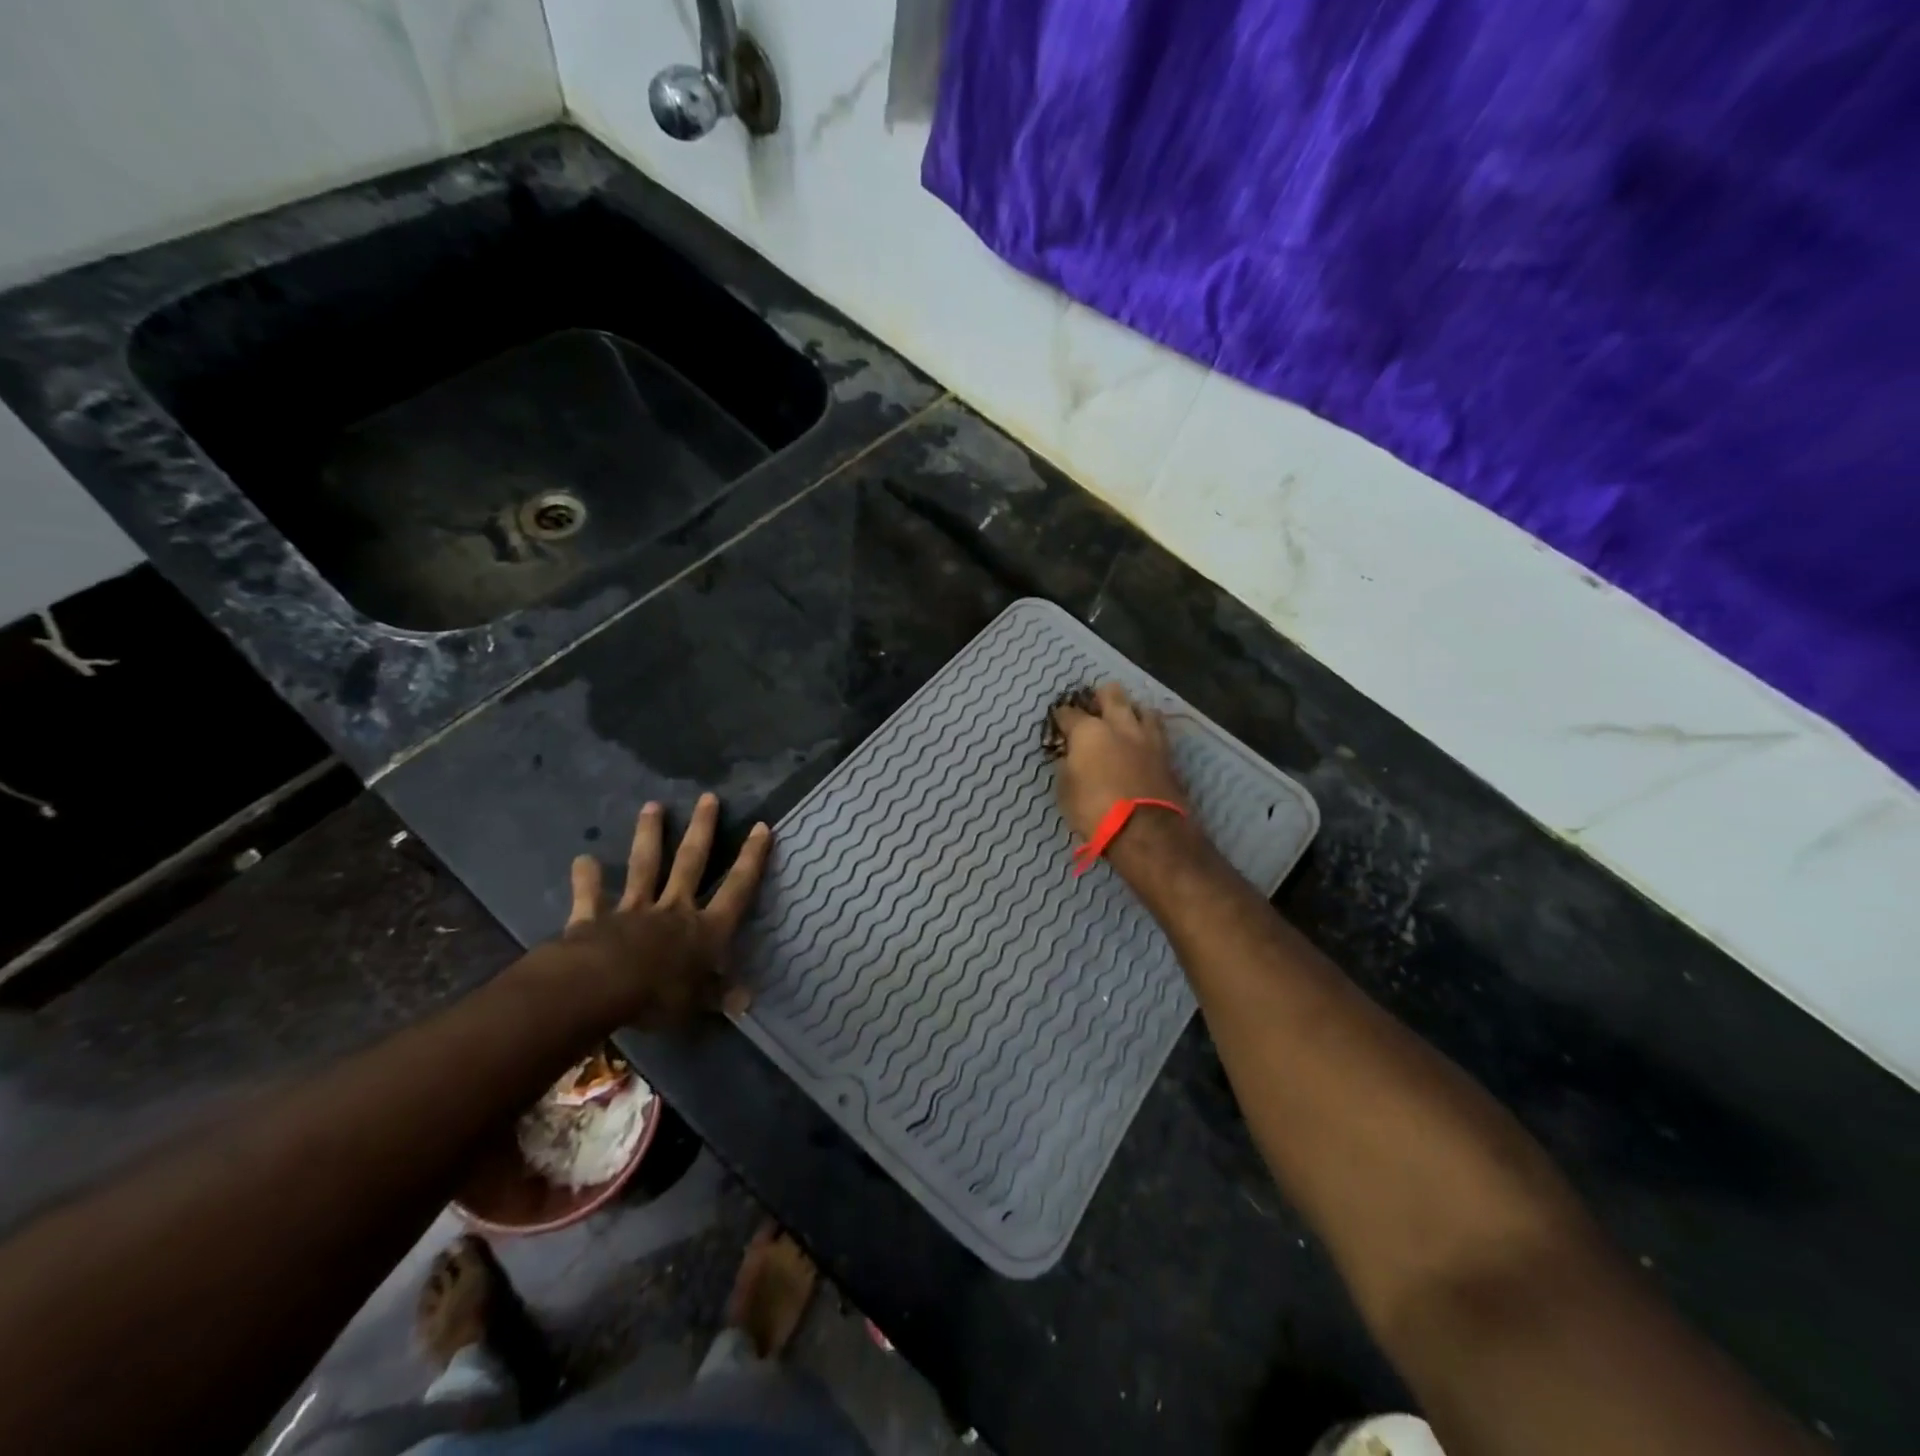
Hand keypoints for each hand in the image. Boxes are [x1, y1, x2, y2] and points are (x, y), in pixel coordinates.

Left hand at [559, 793, 770, 1029]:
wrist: (600, 987)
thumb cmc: (658, 996)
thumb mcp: (697, 1004)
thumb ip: (718, 996)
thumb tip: (747, 1001)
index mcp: (705, 929)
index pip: (736, 888)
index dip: (751, 859)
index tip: (761, 827)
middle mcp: (674, 910)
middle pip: (691, 863)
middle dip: (702, 830)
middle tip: (709, 797)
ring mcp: (633, 910)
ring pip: (645, 867)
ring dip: (649, 836)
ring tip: (652, 806)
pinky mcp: (594, 919)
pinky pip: (591, 897)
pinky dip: (586, 879)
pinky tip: (581, 860)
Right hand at [1047, 683, 1188, 841]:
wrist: (1145, 830)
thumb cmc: (1094, 810)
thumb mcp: (1065, 791)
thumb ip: (1067, 767)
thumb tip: (1069, 756)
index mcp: (1088, 731)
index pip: (1069, 713)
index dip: (1061, 716)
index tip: (1059, 721)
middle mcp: (1119, 725)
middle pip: (1112, 694)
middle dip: (1101, 696)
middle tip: (1095, 704)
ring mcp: (1147, 737)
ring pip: (1142, 707)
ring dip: (1132, 709)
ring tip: (1127, 716)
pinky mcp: (1167, 754)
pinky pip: (1157, 730)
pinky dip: (1148, 729)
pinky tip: (1144, 737)